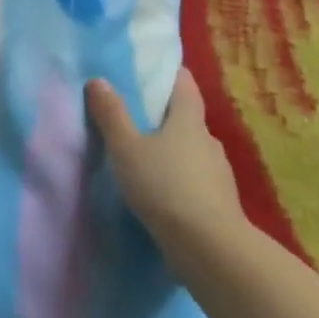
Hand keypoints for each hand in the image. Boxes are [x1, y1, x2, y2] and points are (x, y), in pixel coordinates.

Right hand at [85, 68, 247, 265]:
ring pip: (192, 151)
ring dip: (173, 151)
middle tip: (137, 117)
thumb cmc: (164, 186)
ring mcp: (218, 173)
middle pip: (187, 118)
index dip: (170, 74)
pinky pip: (196, 180)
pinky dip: (180, 179)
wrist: (209, 247)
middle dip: (165, 116)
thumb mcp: (126, 148)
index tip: (152, 70)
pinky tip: (162, 191)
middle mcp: (208, 140)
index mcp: (188, 120)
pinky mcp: (220, 202)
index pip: (184, 84)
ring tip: (145, 157)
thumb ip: (112, 115)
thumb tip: (98, 80)